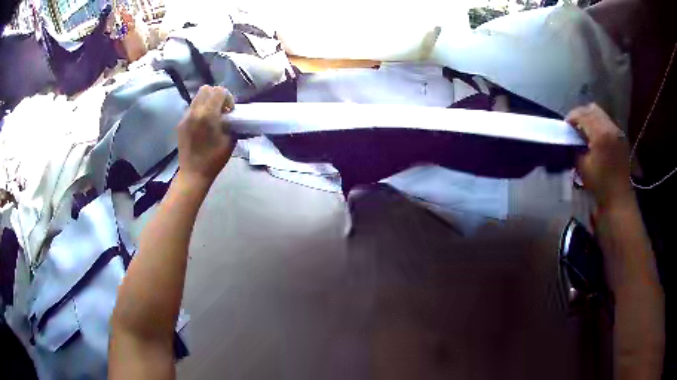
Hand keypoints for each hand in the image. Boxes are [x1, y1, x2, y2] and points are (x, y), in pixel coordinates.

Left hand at [177, 85, 234, 187]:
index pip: (219, 91)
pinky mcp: (181, 123)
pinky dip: (199, 110)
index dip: (227, 98)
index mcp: (208, 114)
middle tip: (221, 110)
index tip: (229, 111)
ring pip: (197, 97)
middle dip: (216, 95)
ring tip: (211, 116)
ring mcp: (186, 117)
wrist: (193, 173)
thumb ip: (232, 124)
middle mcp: (195, 111)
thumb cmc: (214, 159)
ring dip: (207, 101)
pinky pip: (191, 108)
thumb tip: (234, 117)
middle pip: (206, 89)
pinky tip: (202, 125)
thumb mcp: (230, 141)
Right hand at [566, 103, 632, 207]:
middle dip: (581, 114)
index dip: (571, 117)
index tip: (566, 126)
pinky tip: (597, 137)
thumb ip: (575, 148)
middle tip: (575, 126)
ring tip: (586, 132)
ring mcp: (617, 131)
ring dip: (591, 118)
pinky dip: (599, 124)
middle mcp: (610, 127)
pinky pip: (607, 122)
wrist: (619, 198)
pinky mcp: (621, 137)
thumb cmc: (599, 185)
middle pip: (592, 109)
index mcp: (600, 133)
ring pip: (601, 114)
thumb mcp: (582, 167)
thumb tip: (570, 139)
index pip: (582, 114)